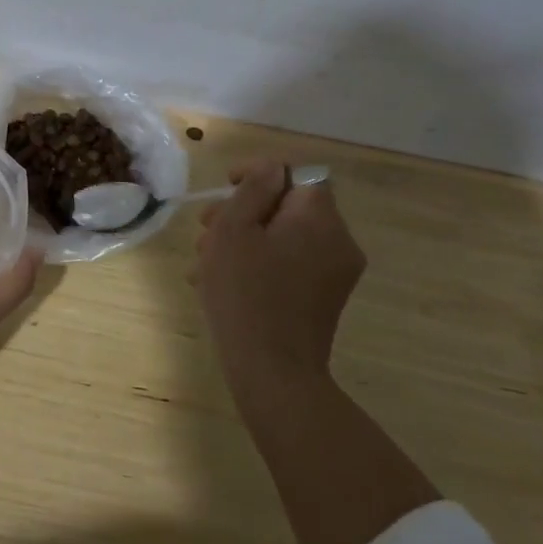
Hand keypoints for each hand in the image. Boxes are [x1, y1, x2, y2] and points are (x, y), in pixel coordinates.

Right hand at [192, 161, 366, 412]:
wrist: (273, 374)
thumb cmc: (245, 293)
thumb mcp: (235, 230)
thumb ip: (253, 190)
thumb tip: (270, 169)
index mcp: (319, 218)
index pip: (296, 173)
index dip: (259, 174)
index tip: (226, 187)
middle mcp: (338, 241)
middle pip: (288, 206)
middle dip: (244, 211)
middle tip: (205, 228)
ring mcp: (335, 273)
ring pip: (285, 236)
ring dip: (245, 239)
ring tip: (204, 260)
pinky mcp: (325, 299)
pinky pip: (291, 263)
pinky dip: (260, 262)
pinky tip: (223, 281)